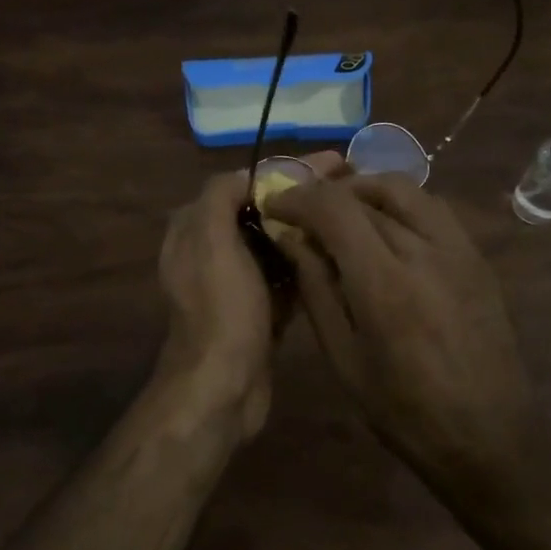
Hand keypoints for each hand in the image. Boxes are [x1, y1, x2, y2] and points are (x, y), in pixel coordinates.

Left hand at [155, 154, 343, 438]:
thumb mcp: (211, 240)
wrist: (224, 387)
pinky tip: (343, 251)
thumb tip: (249, 176)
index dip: (284, 171)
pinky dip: (309, 262)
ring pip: (277, 243)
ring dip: (309, 227)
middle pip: (262, 211)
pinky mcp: (260, 310)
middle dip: (302, 196)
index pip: (242, 184)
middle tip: (350, 183)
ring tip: (354, 211)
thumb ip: (221, 195)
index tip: (329, 162)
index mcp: (195, 229)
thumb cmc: (221, 308)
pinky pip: (287, 275)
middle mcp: (212, 251)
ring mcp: (237, 283)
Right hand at [265, 174, 533, 480]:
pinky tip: (385, 229)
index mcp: (384, 283)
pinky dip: (399, 203)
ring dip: (364, 190)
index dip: (298, 198)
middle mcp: (424, 251)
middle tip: (304, 214)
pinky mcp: (477, 256)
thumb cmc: (403, 411)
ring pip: (404, 188)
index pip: (334, 208)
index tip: (275, 208)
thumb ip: (316, 289)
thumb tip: (292, 239)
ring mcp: (458, 249)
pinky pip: (432, 207)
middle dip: (325, 195)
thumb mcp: (344, 358)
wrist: (489, 437)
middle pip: (366, 192)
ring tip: (342, 214)